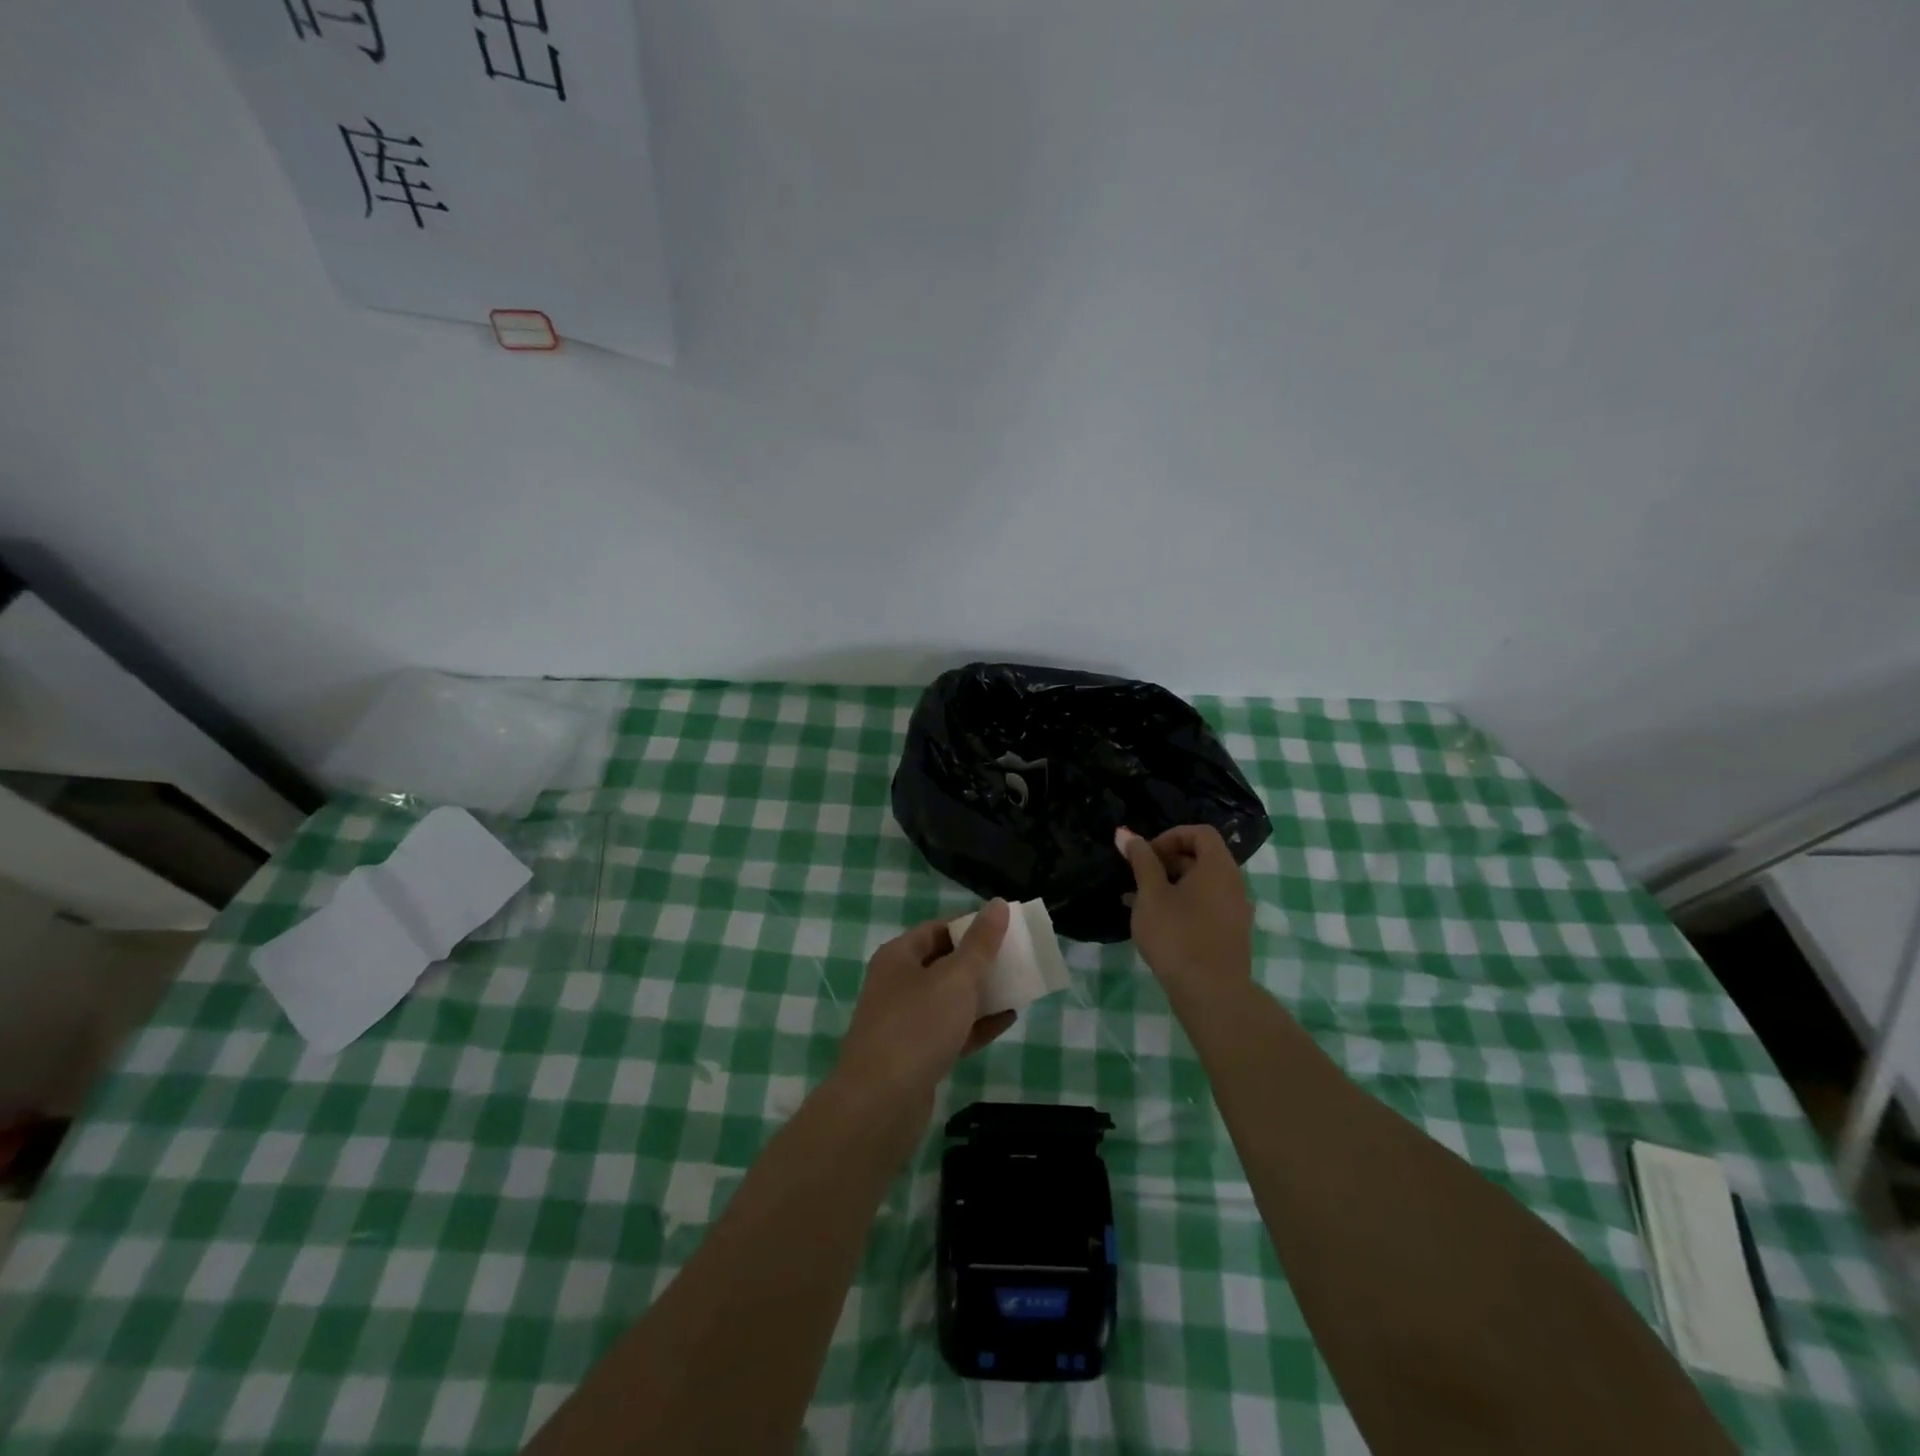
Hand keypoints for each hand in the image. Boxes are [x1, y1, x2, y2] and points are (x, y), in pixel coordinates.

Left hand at [836, 901, 1017, 1105]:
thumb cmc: (917, 1026)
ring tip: (1018, 987)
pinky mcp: (915, 1056)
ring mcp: (904, 1022)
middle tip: (1016, 958)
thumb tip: (998, 904)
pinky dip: (976, 1025)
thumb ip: (980, 943)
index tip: (1005, 929)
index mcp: (898, 957)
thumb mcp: (955, 978)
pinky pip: (951, 1031)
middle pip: (943, 963)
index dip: (970, 925)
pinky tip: (1007, 1021)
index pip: (937, 929)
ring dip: (980, 993)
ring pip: (948, 999)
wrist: (880, 1103)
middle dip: (979, 961)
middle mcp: (897, 984)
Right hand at [1117, 825, 1253, 1001]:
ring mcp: (1235, 911)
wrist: (1212, 994)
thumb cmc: (1177, 935)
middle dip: (1167, 860)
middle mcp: (1233, 884)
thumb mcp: (1151, 895)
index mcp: (1218, 868)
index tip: (1146, 855)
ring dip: (1170, 884)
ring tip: (1139, 900)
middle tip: (1139, 877)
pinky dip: (1182, 904)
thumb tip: (1126, 833)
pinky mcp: (1229, 934)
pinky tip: (1155, 922)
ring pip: (1201, 884)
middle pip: (1202, 857)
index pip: (1200, 833)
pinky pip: (1205, 905)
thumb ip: (1141, 861)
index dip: (1170, 836)